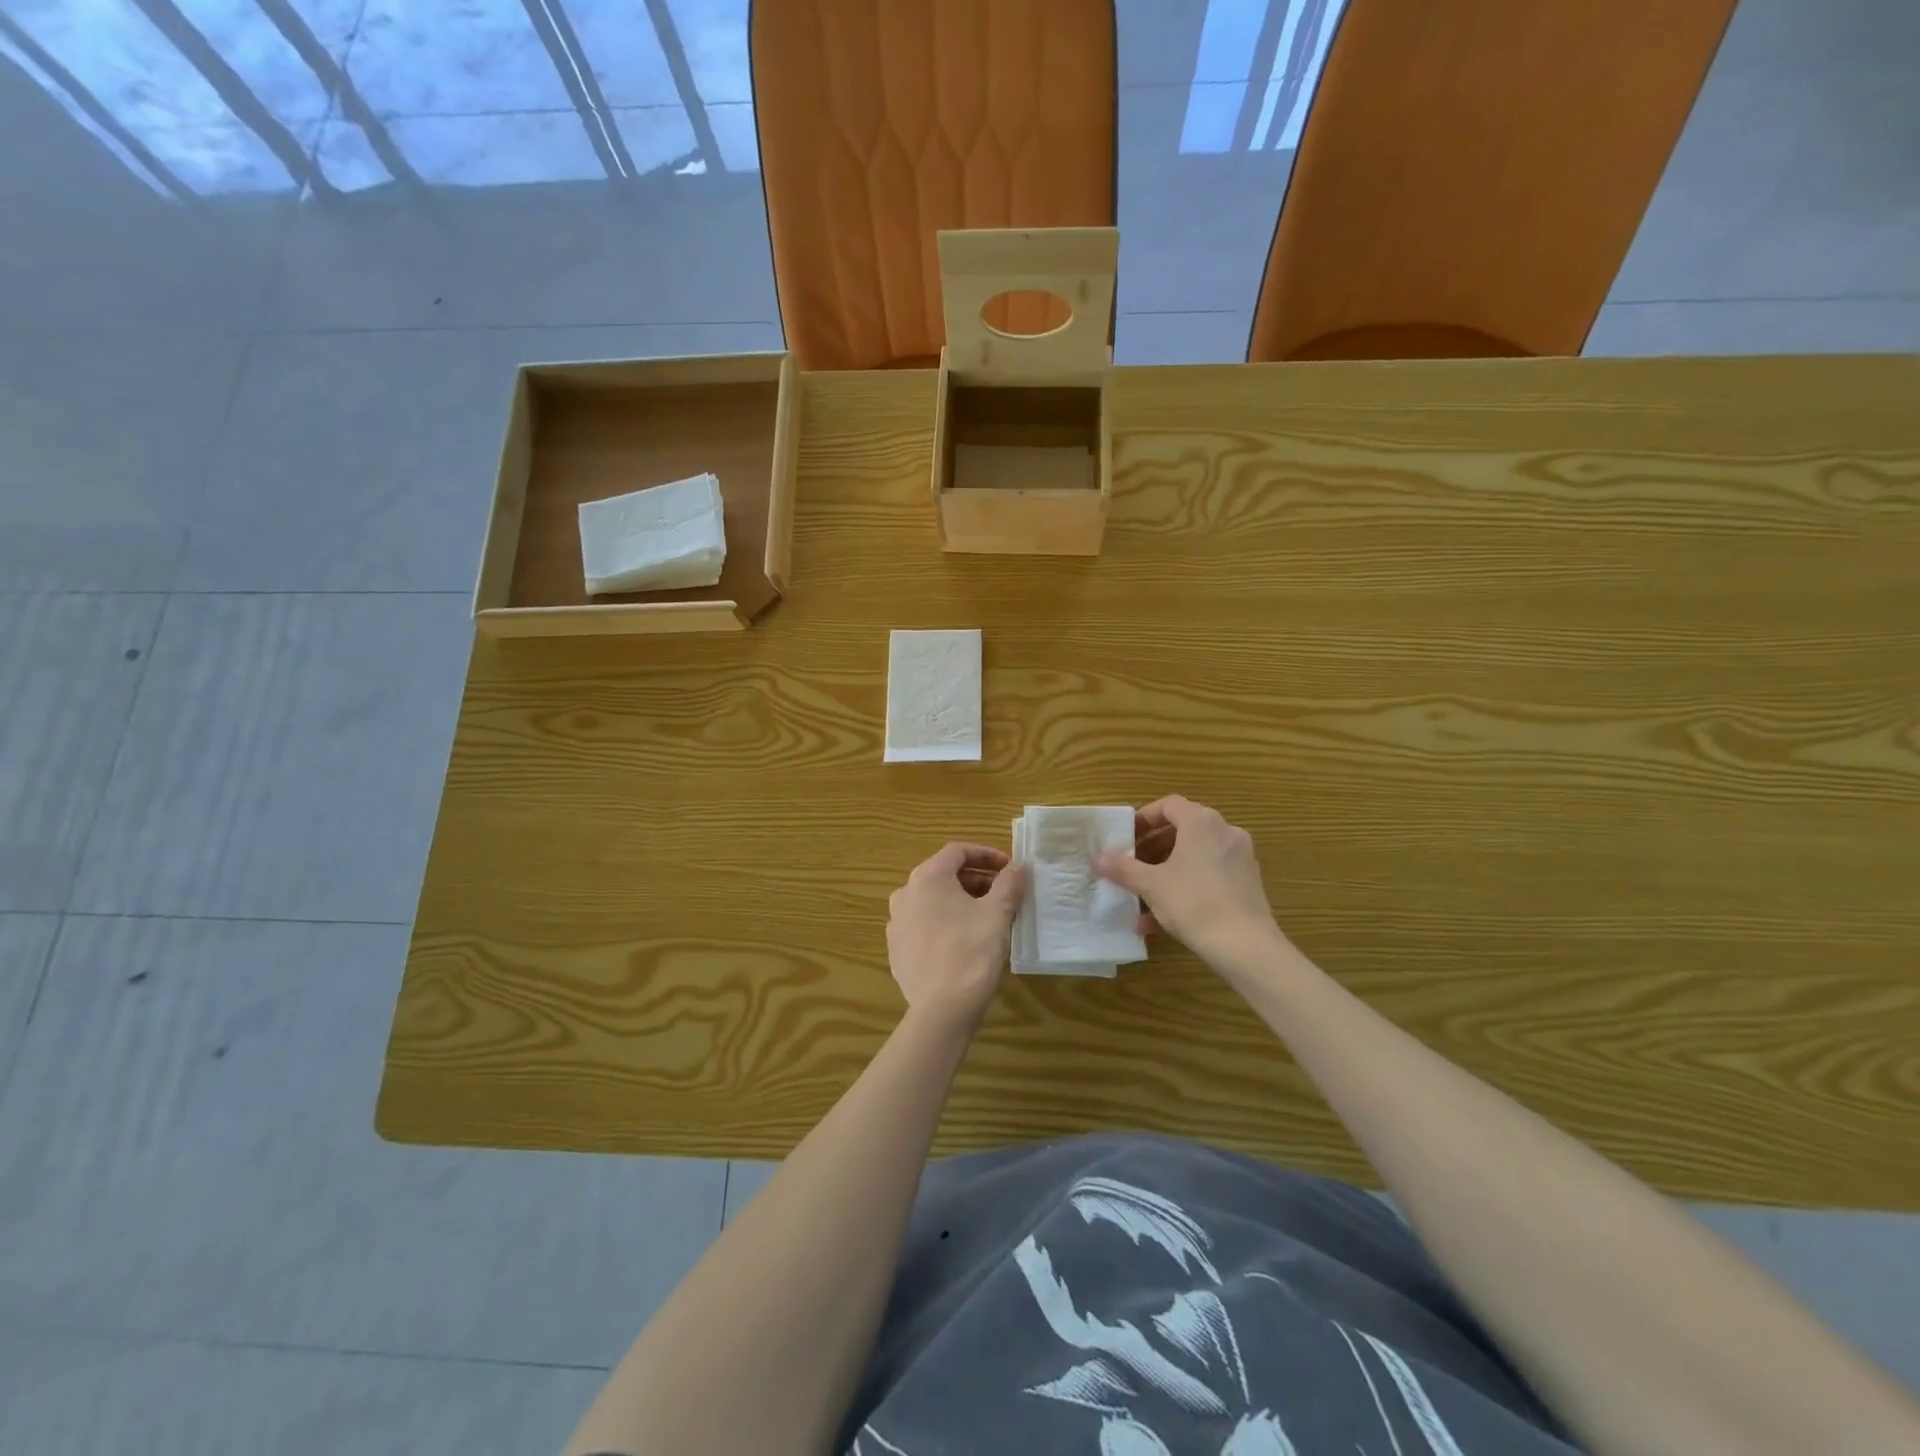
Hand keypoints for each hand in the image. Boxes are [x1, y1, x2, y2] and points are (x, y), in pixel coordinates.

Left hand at [887, 843, 1027, 1026]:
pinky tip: (964, 941)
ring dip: (960, 901)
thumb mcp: (998, 913)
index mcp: (927, 878)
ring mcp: (896, 923)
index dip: (986, 855)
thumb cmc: (972, 951)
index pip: (957, 851)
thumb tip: (1018, 866)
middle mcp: (904, 894)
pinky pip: (923, 925)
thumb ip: (1009, 883)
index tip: (1009, 868)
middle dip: (976, 880)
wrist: (942, 1009)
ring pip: (933, 901)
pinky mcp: (896, 950)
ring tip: (987, 917)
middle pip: (943, 875)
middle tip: (1003, 894)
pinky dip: (944, 923)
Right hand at [1095, 797, 1282, 968]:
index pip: (1168, 805)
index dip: (1143, 819)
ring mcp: (1240, 857)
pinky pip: (1209, 875)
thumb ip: (1123, 868)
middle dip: (1152, 848)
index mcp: (1201, 822)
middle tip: (1131, 865)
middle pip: (1182, 830)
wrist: (1246, 946)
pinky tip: (1162, 919)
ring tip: (1142, 896)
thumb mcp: (1151, 885)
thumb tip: (1098, 858)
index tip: (1125, 838)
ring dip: (1166, 871)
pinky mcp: (1247, 883)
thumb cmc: (1194, 903)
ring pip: (1195, 856)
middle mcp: (1225, 832)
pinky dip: (1186, 887)